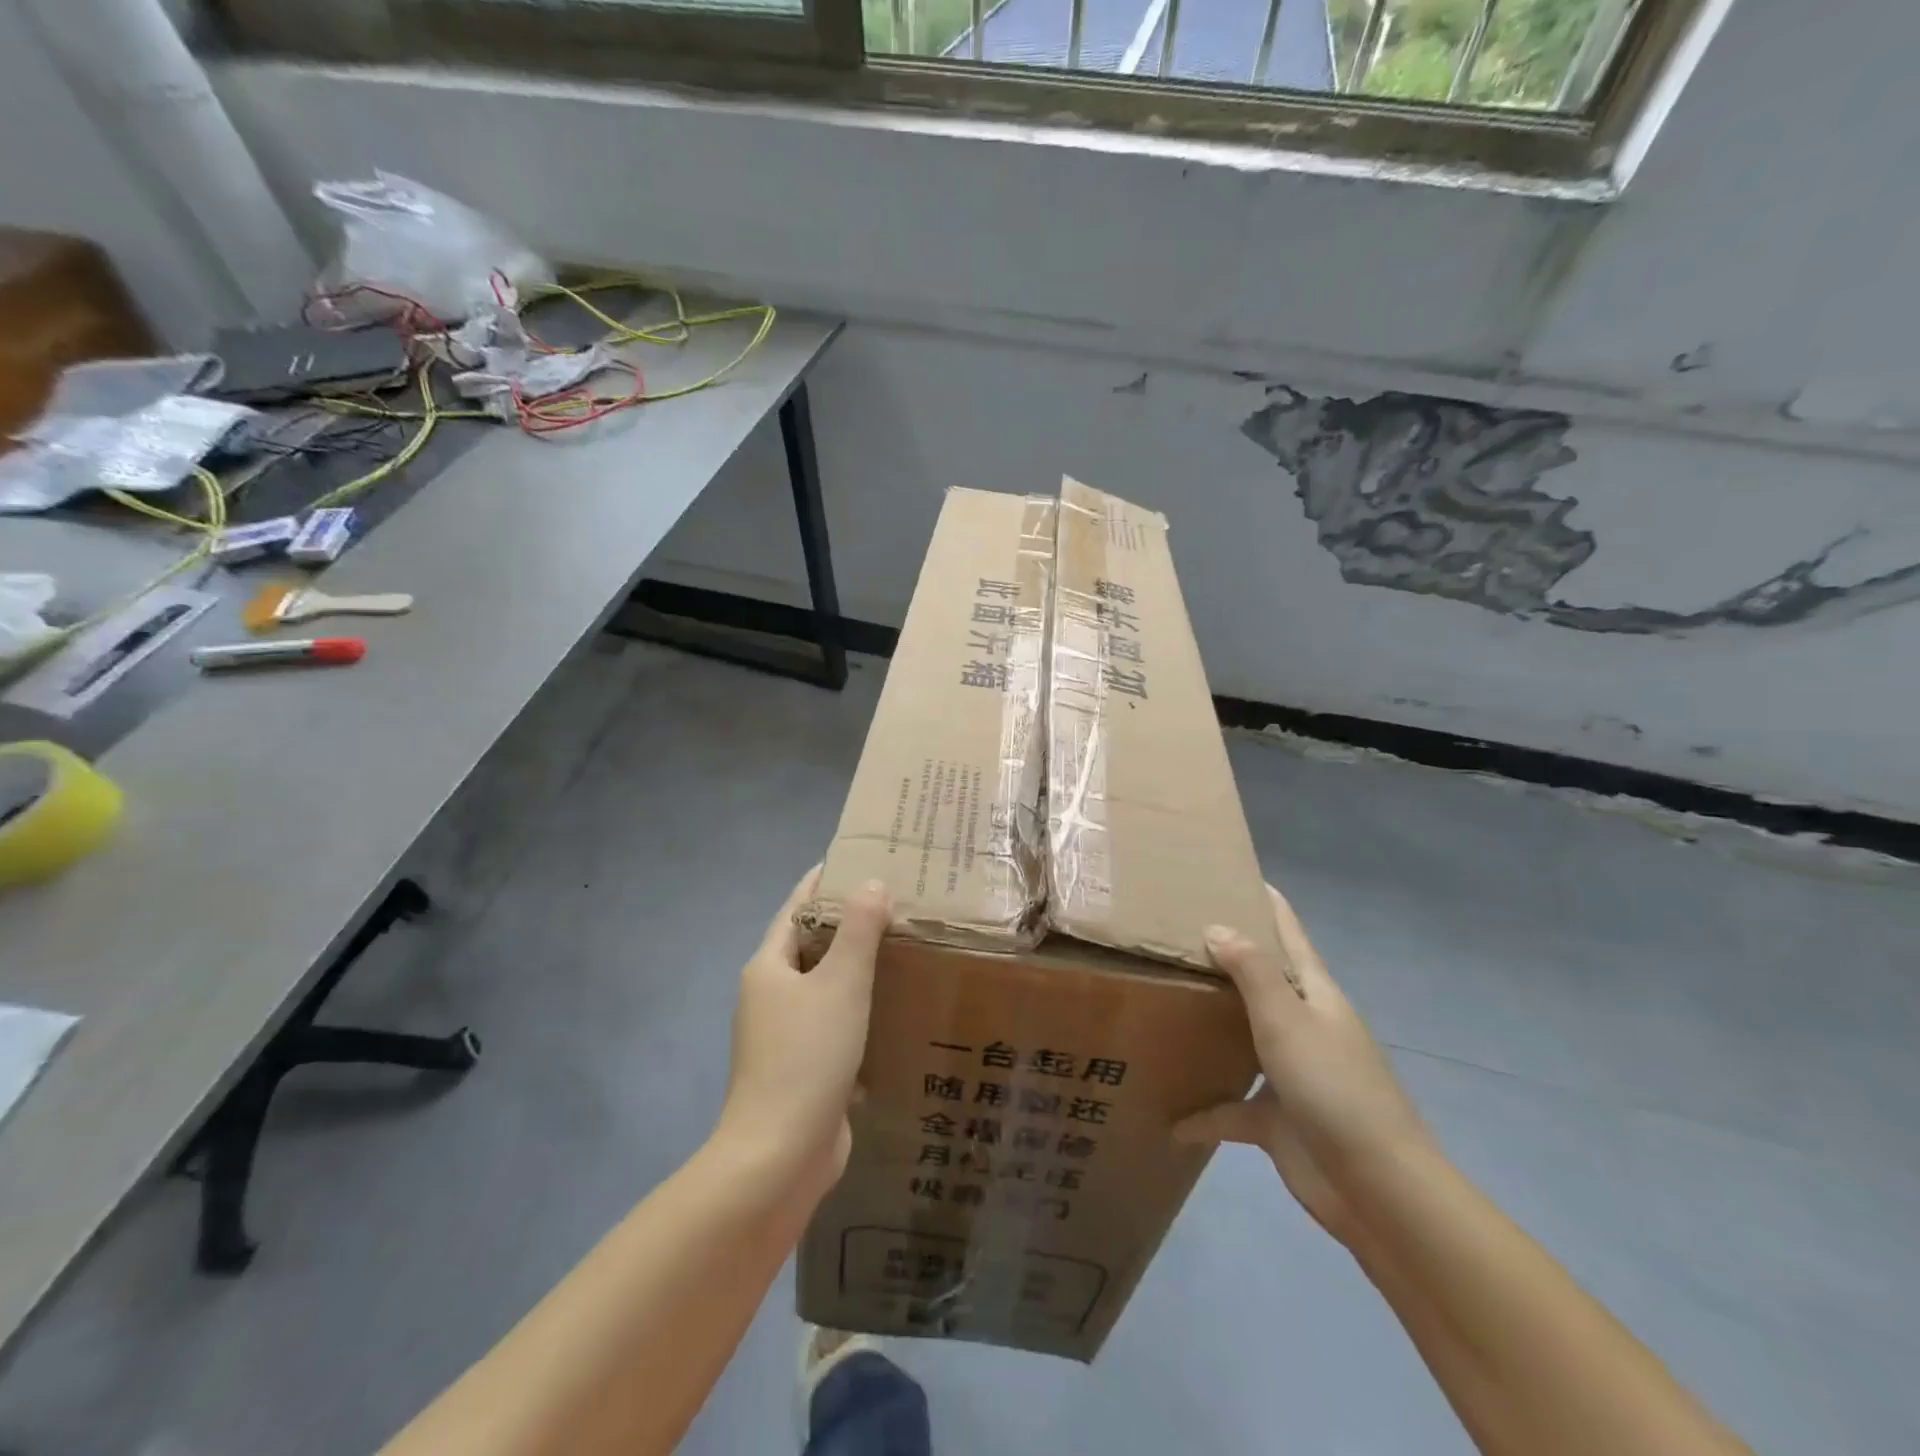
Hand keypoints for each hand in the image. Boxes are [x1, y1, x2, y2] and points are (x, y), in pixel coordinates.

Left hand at [715, 867, 890, 1202]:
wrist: (779, 1156)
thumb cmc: (806, 1057)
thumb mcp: (839, 984)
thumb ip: (858, 931)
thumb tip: (871, 884)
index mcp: (768, 967)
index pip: (796, 908)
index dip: (823, 882)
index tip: (857, 857)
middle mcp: (771, 996)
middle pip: (811, 945)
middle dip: (848, 923)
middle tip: (895, 901)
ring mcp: (785, 1035)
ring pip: (825, 986)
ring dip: (857, 967)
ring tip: (902, 946)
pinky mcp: (804, 1068)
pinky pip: (835, 1023)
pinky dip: (860, 1008)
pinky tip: (895, 1006)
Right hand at [1174, 884, 1433, 1246]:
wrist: (1376, 1187)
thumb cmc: (1333, 1087)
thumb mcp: (1288, 1019)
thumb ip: (1252, 971)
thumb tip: (1217, 926)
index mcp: (1315, 995)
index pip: (1290, 935)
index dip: (1267, 903)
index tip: (1232, 874)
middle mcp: (1302, 1026)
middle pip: (1262, 981)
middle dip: (1226, 957)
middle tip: (1175, 933)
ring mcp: (1291, 1073)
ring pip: (1242, 1037)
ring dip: (1210, 1025)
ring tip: (1165, 1002)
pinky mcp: (1277, 1118)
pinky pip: (1231, 1108)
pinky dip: (1203, 1112)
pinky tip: (1170, 1117)